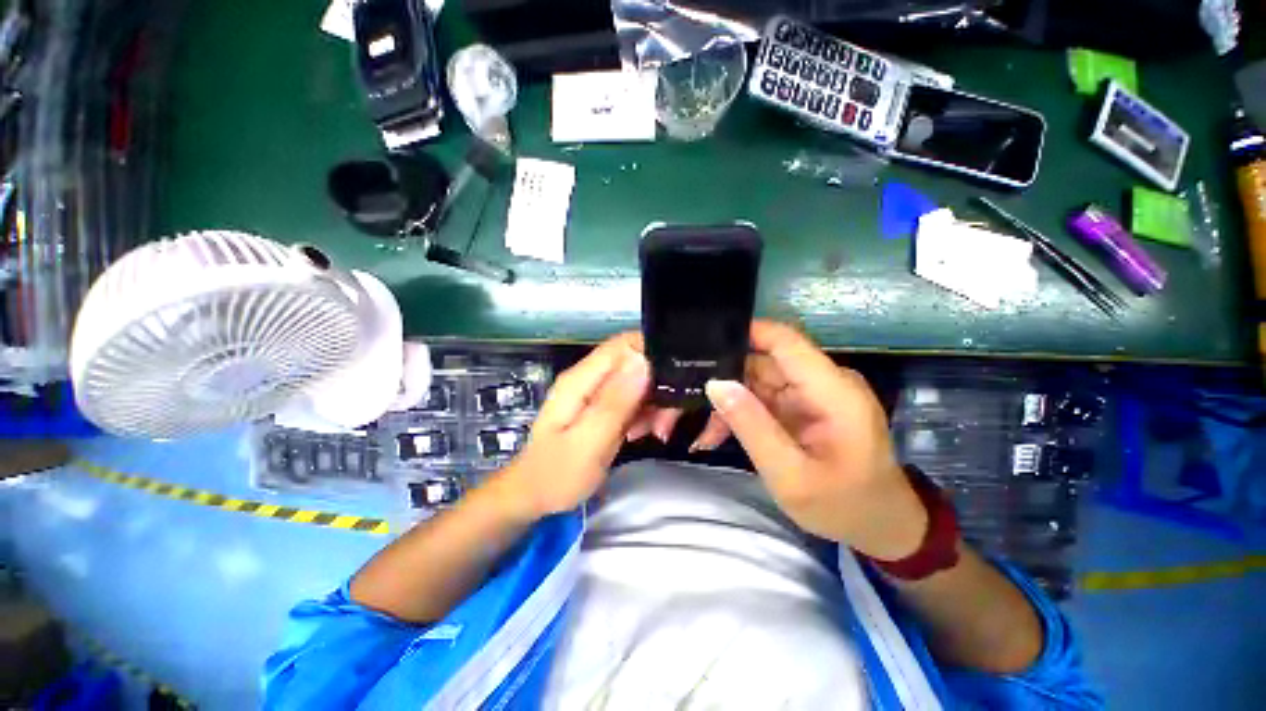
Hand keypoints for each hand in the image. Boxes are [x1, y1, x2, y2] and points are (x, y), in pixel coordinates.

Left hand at [497, 332, 649, 519]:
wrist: (535, 494)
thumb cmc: (558, 474)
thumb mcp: (590, 441)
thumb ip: (615, 401)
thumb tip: (642, 360)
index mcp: (581, 379)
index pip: (624, 344)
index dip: (653, 353)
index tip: (673, 381)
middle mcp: (588, 377)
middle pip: (633, 361)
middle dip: (656, 385)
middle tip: (664, 420)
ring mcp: (594, 390)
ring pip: (636, 379)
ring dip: (652, 402)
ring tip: (655, 430)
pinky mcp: (601, 404)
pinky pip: (631, 396)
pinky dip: (644, 411)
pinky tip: (643, 431)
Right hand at [702, 321, 926, 560]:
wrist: (881, 527)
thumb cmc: (843, 507)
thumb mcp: (790, 475)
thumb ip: (752, 426)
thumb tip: (715, 383)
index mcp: (833, 391)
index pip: (785, 341)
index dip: (745, 333)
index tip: (703, 342)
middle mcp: (824, 382)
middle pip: (765, 361)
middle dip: (726, 378)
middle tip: (688, 398)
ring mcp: (814, 393)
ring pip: (758, 379)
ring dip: (729, 400)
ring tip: (703, 427)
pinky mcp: (804, 405)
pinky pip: (764, 397)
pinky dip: (741, 412)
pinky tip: (717, 432)